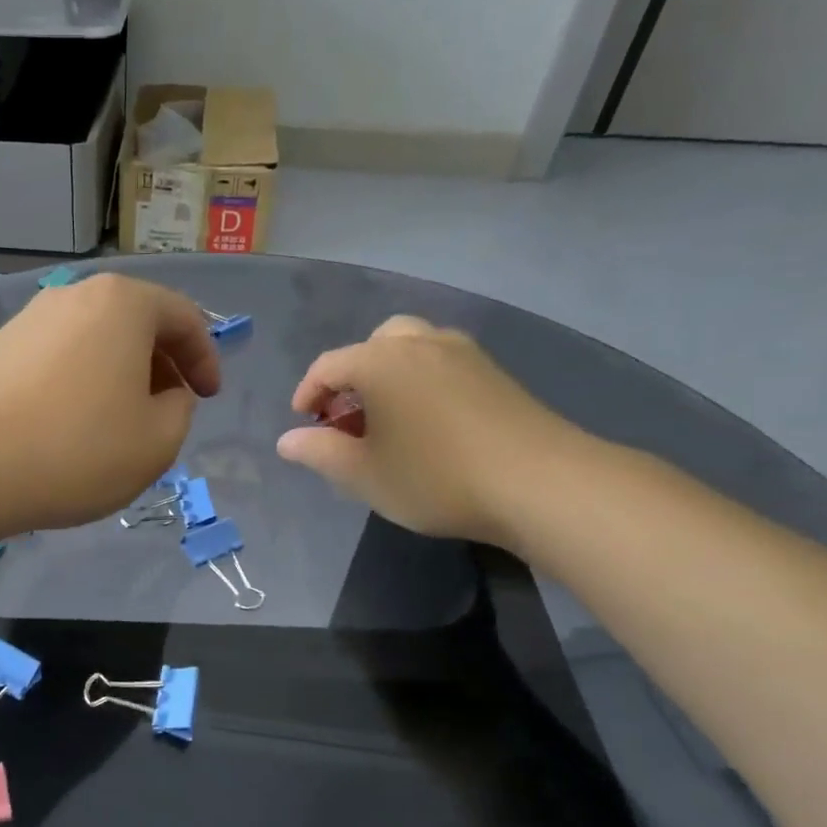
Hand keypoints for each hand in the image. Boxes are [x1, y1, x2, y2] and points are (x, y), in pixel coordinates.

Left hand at [0, 273, 221, 531]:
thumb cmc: (77, 451)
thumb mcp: (158, 442)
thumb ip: (180, 409)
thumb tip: (167, 395)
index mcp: (122, 303)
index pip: (183, 317)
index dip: (205, 358)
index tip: (209, 397)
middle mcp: (74, 296)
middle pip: (135, 322)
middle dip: (162, 364)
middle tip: (169, 408)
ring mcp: (29, 319)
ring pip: (95, 340)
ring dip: (119, 374)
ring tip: (121, 420)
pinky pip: (59, 357)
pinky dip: (81, 381)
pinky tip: (73, 424)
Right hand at [275, 316, 585, 546]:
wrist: (539, 483)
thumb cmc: (434, 477)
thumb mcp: (363, 474)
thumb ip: (318, 453)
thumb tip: (287, 441)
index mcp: (380, 361)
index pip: (328, 366)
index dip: (308, 394)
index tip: (303, 425)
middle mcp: (420, 343)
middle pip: (372, 345)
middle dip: (351, 376)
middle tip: (348, 417)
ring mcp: (463, 353)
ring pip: (412, 347)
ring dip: (389, 373)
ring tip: (388, 417)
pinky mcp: (495, 372)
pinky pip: (442, 362)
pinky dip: (422, 380)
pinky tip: (429, 422)